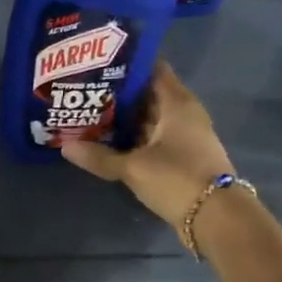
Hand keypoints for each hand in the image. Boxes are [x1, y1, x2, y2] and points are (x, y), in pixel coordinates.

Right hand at [61, 61, 235, 237]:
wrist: (216, 217)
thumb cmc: (177, 178)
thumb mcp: (133, 167)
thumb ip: (99, 157)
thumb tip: (65, 146)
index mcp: (177, 103)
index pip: (152, 69)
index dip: (126, 65)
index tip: (98, 63)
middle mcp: (183, 113)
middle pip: (148, 94)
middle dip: (118, 94)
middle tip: (85, 91)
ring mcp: (185, 136)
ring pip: (149, 119)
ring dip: (124, 119)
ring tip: (89, 115)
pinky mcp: (182, 157)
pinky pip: (153, 139)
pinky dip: (134, 139)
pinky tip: (108, 143)